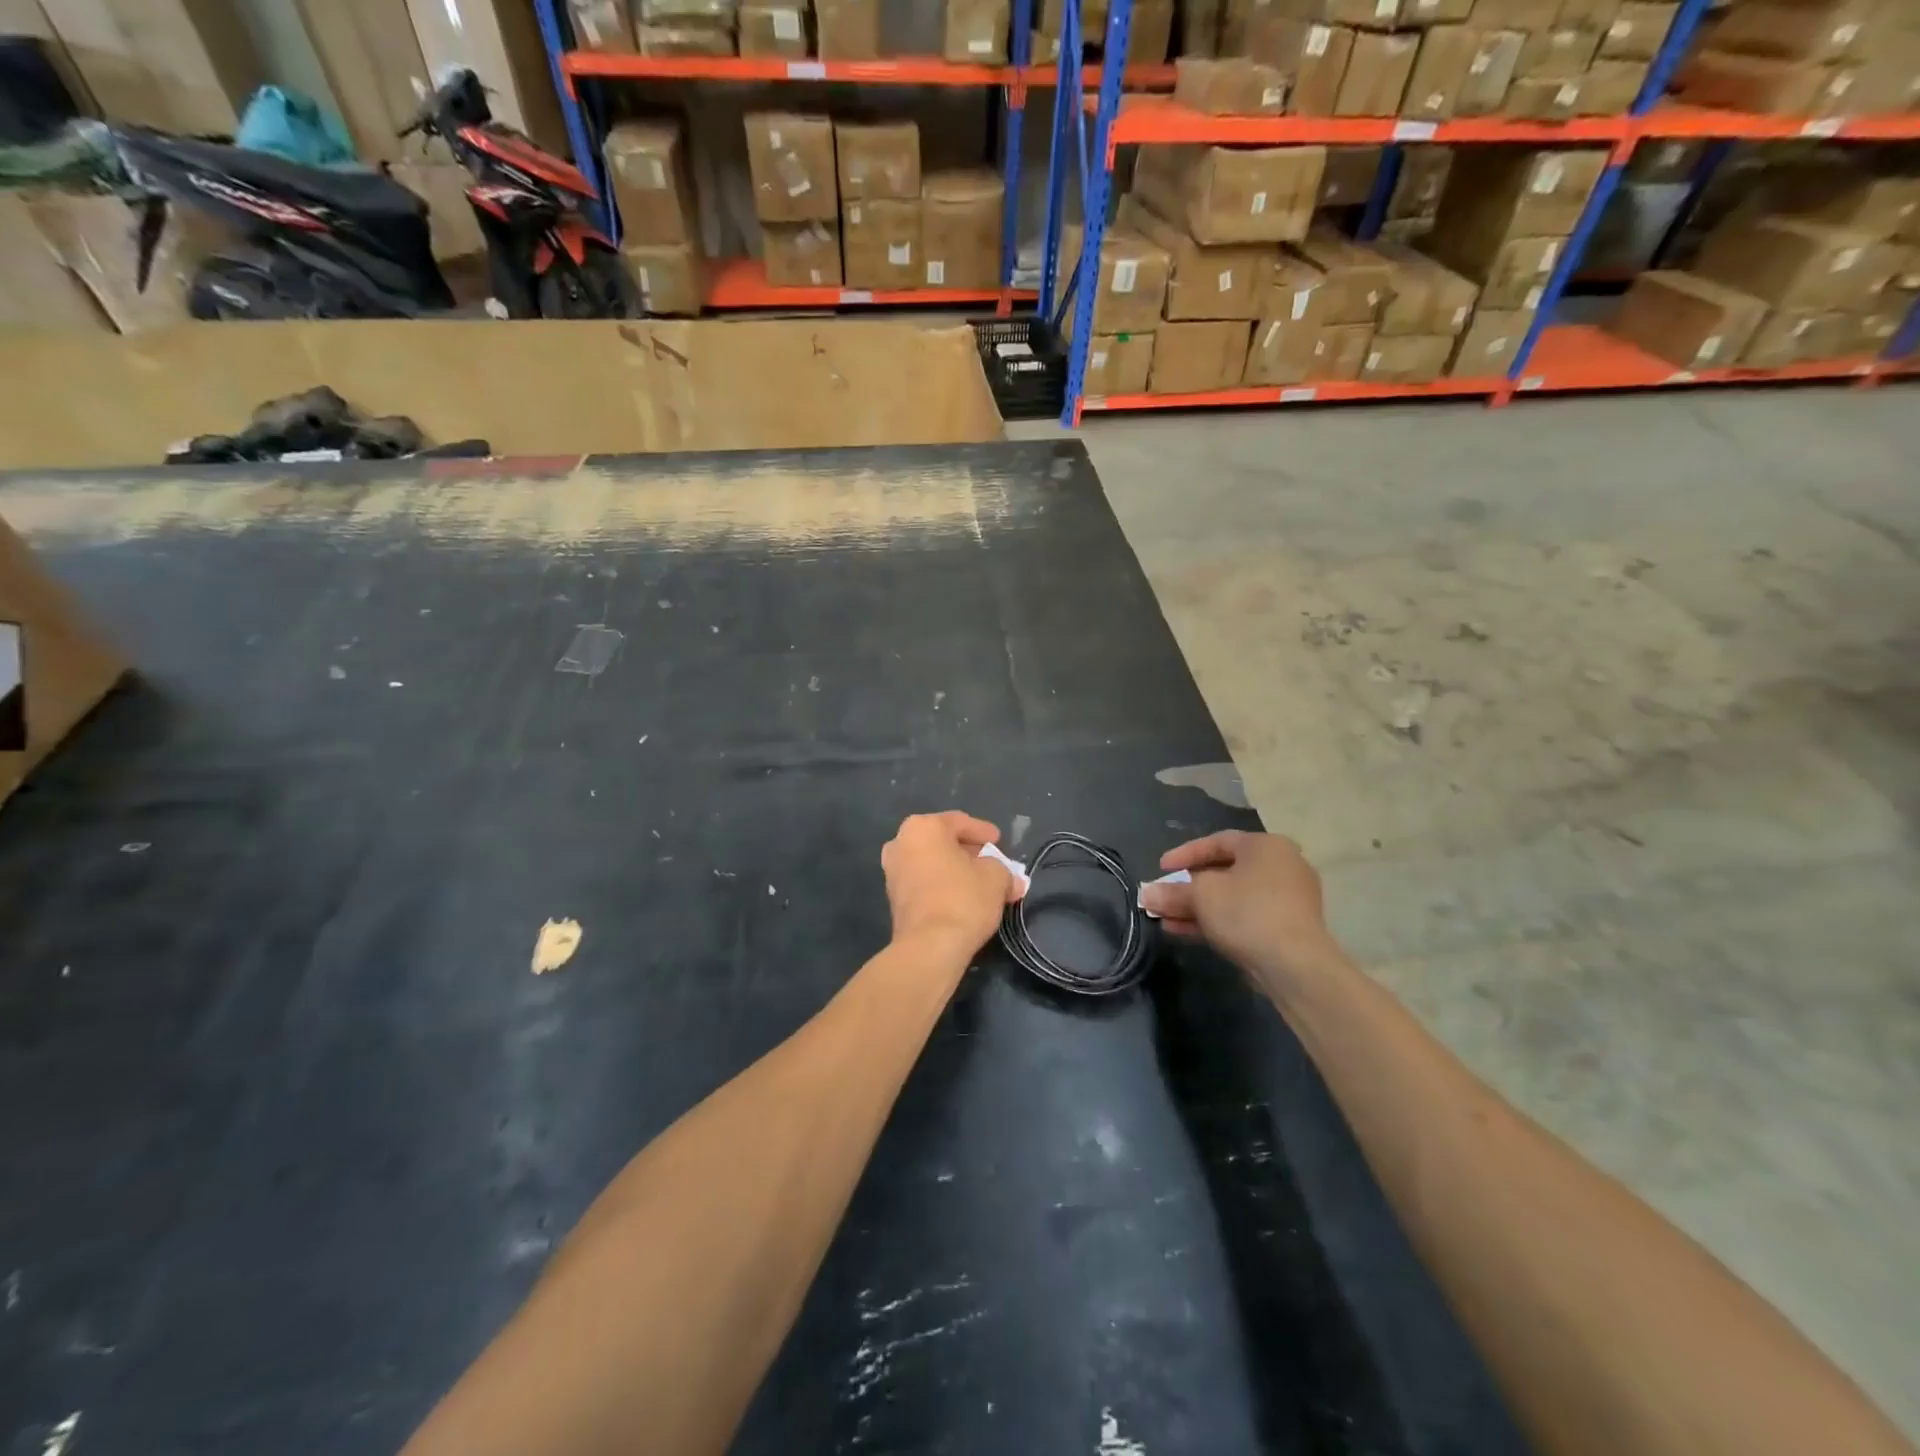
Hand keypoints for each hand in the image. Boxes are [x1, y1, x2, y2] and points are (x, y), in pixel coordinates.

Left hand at [881, 812, 1022, 958]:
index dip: (983, 832)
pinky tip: (963, 898)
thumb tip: (1012, 881)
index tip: (999, 842)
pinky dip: (943, 885)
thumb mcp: (996, 877)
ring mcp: (893, 872)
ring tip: (982, 884)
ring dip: (956, 870)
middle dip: (969, 852)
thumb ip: (1004, 870)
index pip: (959, 822)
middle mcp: (901, 843)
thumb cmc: (964, 898)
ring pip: (932, 863)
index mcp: (923, 827)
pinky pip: (924, 883)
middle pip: (943, 842)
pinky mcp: (894, 899)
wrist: (930, 947)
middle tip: (992, 862)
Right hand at [1139, 831, 1343, 992]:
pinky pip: (1244, 916)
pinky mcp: (1287, 928)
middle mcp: (1281, 866)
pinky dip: (1216, 921)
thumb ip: (1172, 892)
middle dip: (1187, 887)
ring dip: (1197, 908)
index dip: (1184, 854)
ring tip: (1166, 920)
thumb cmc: (1247, 912)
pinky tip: (1186, 932)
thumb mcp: (1201, 896)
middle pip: (1224, 872)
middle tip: (1163, 897)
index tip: (1160, 869)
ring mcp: (1288, 899)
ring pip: (1232, 898)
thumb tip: (1146, 893)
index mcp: (1265, 846)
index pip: (1217, 842)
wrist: (1295, 965)